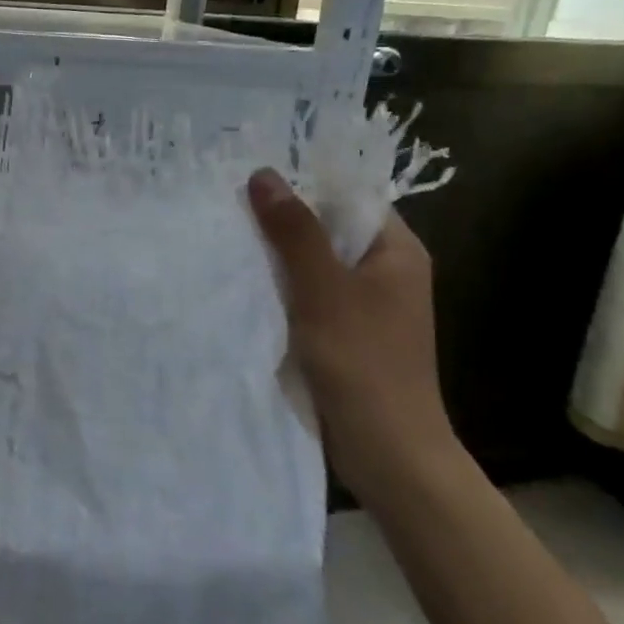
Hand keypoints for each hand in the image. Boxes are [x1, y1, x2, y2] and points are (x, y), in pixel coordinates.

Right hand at [246, 169, 458, 502]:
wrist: (386, 448)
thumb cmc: (361, 360)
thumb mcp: (322, 288)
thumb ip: (294, 231)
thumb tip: (263, 174)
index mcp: (396, 252)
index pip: (349, 197)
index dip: (304, 185)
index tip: (252, 179)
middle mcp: (385, 272)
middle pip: (329, 230)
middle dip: (282, 222)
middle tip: (229, 208)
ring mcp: (366, 306)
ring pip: (314, 266)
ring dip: (277, 258)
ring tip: (227, 241)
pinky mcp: (345, 334)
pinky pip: (308, 297)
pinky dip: (280, 290)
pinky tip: (244, 287)